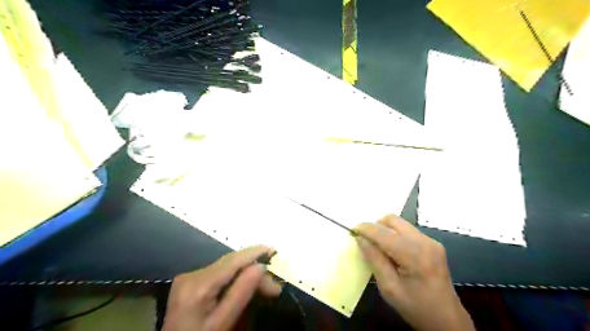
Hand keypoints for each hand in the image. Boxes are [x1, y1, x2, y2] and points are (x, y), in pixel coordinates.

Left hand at [161, 245, 280, 330]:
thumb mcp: (223, 323)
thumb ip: (241, 293)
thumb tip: (261, 266)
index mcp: (198, 285)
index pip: (232, 260)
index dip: (255, 252)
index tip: (275, 250)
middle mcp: (191, 275)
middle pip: (230, 263)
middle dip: (254, 268)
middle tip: (273, 287)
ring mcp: (188, 278)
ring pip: (225, 267)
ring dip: (245, 274)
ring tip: (264, 287)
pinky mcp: (189, 283)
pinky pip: (218, 274)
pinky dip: (234, 278)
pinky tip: (244, 286)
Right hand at [354, 215, 472, 330]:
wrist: (448, 320)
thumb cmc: (416, 308)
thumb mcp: (389, 288)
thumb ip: (374, 260)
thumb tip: (360, 239)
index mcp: (414, 255)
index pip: (383, 233)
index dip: (365, 229)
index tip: (352, 231)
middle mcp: (424, 242)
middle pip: (392, 220)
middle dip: (375, 227)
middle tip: (366, 241)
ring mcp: (431, 241)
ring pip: (399, 223)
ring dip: (385, 231)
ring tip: (379, 249)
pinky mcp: (432, 244)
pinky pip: (407, 230)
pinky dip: (395, 235)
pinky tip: (393, 252)